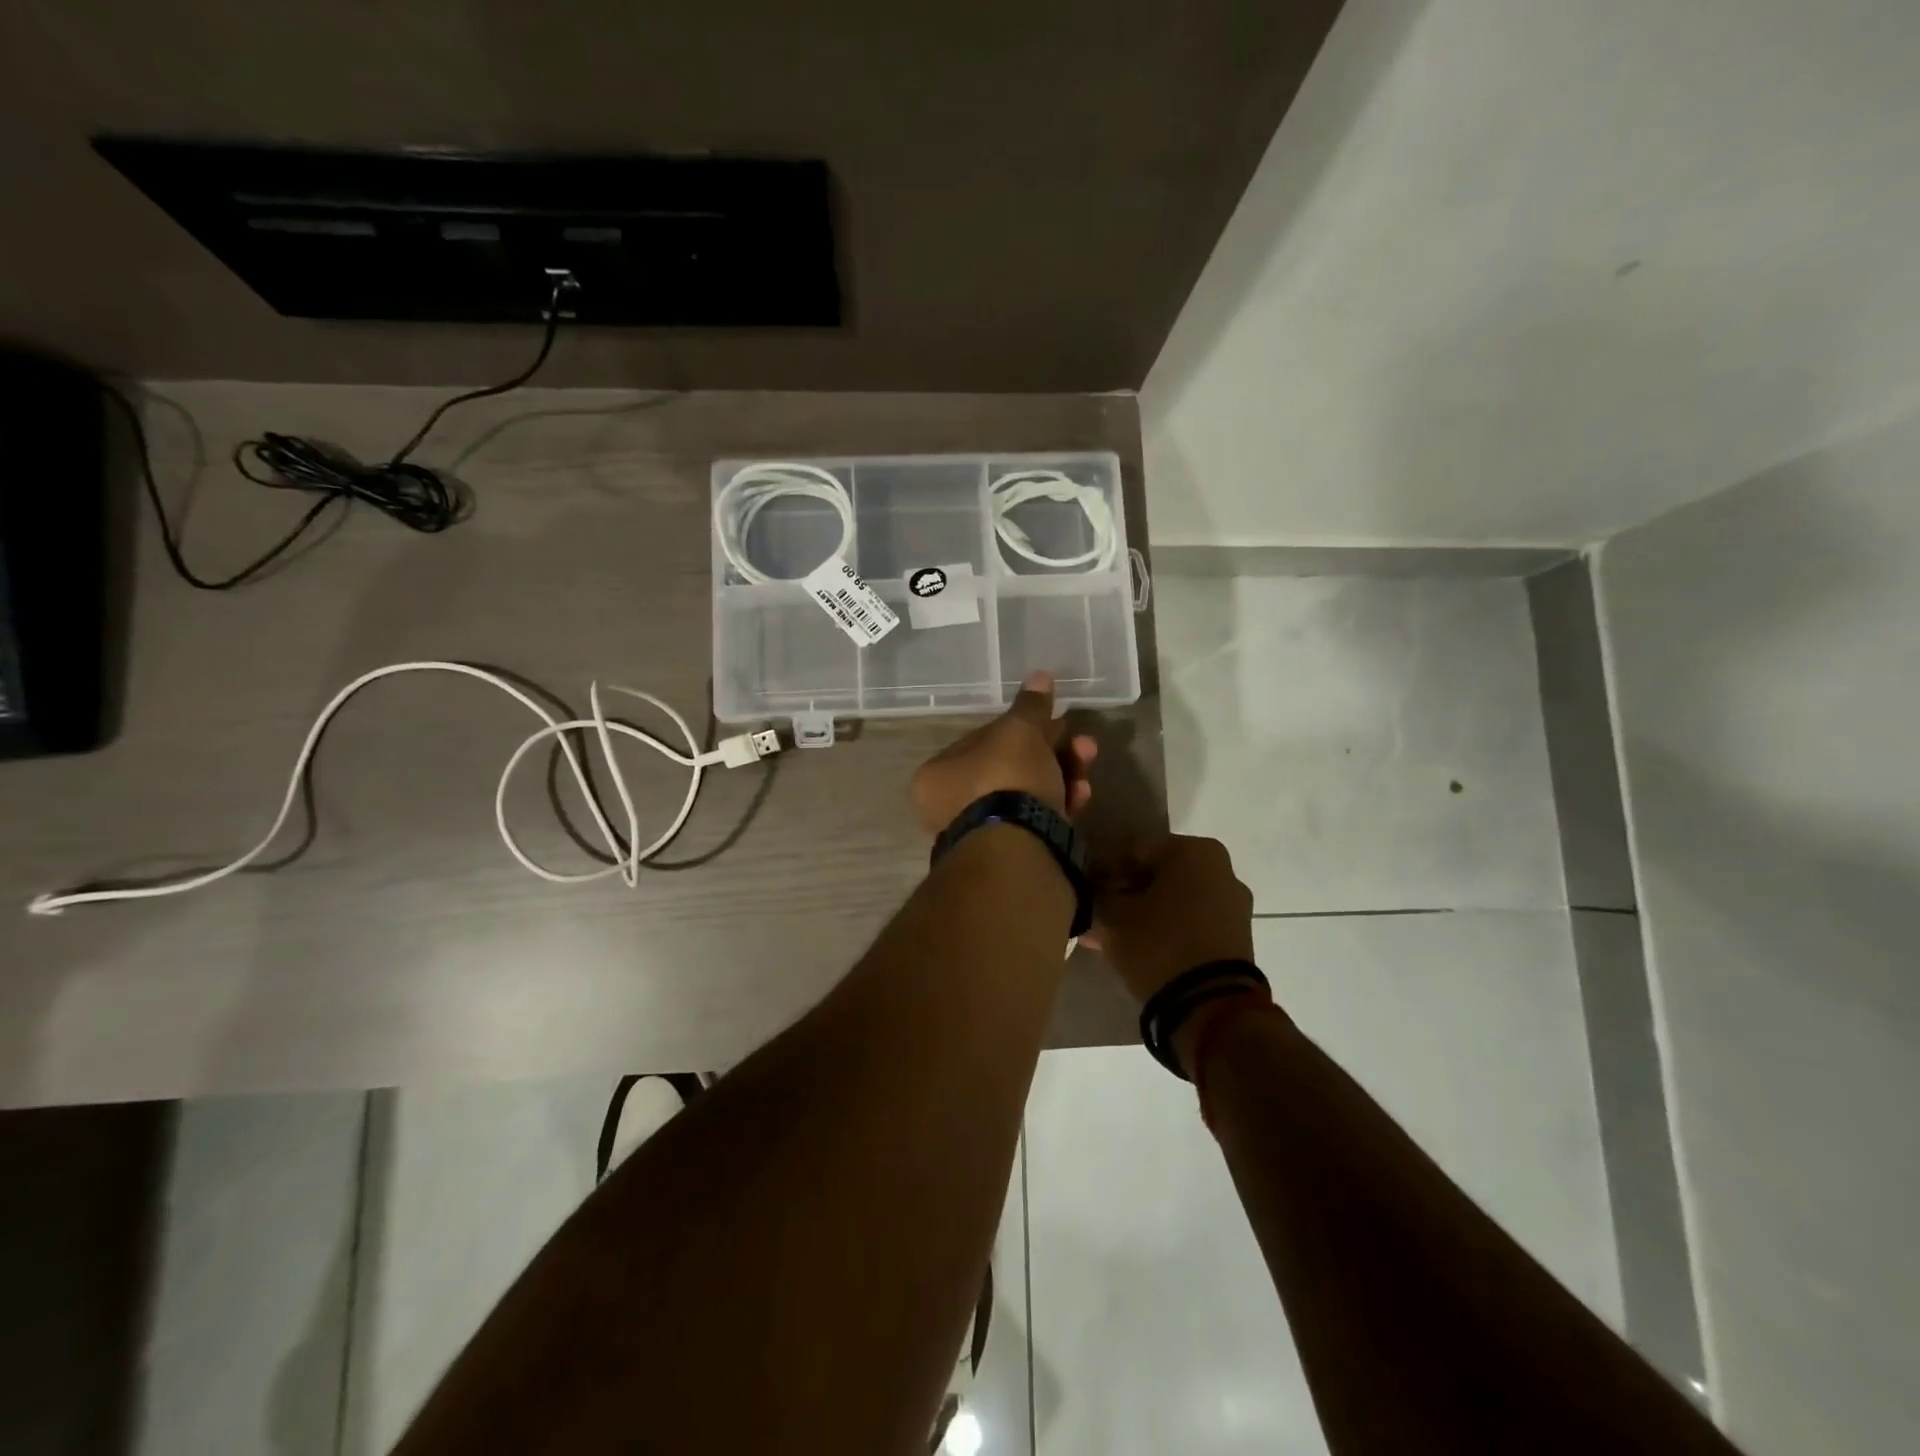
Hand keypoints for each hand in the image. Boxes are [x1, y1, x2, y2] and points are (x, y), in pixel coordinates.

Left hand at [913, 671, 1097, 833]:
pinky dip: (1060, 804)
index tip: (1053, 720)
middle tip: (1084, 743)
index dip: (1023, 726)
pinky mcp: (1012, 855)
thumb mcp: (1019, 732)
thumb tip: (1040, 676)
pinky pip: (1037, 821)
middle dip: (1053, 751)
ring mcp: (983, 834)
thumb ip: (1030, 706)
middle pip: (1011, 767)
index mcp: (939, 774)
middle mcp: (952, 806)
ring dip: (1063, 774)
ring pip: (1028, 794)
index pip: (984, 739)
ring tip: (1088, 763)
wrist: (1019, 848)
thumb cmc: (1005, 778)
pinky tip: (1083, 796)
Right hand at [1090, 835, 1253, 1002]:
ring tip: (1108, 935)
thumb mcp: (1112, 917)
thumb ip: (1096, 895)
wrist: (1210, 1007)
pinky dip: (1163, 930)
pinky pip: (1189, 923)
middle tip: (1095, 911)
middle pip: (1156, 875)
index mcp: (1194, 851)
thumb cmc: (1158, 945)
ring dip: (1141, 913)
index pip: (1134, 850)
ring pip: (1172, 901)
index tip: (1083, 888)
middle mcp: (1220, 869)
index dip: (1103, 868)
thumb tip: (1089, 891)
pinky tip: (1132, 948)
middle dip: (1124, 892)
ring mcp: (1233, 905)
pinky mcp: (1235, 938)